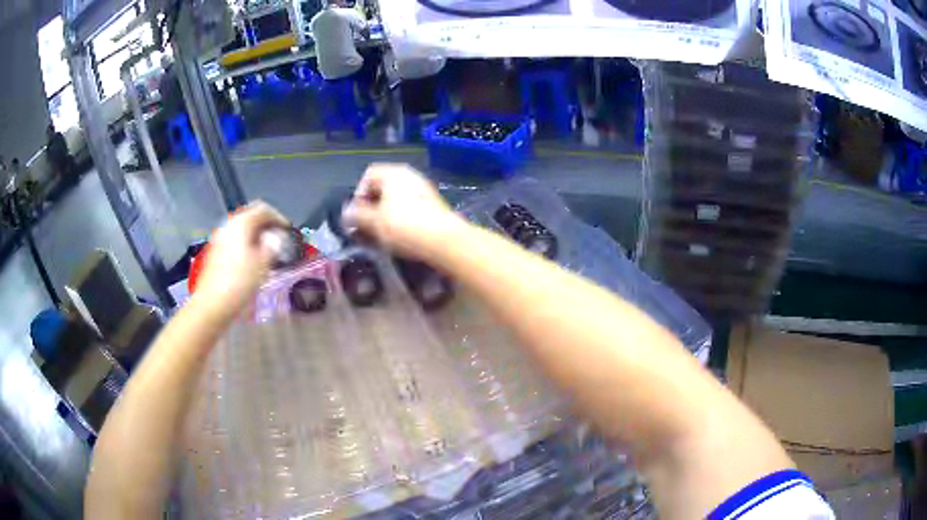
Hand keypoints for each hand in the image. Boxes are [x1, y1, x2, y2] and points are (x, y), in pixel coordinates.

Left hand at [192, 202, 288, 318]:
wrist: (212, 304)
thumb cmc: (239, 282)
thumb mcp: (263, 263)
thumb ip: (272, 245)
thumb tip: (276, 237)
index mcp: (241, 223)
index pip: (263, 209)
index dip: (278, 217)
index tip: (288, 231)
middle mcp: (228, 226)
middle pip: (251, 217)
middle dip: (267, 226)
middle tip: (280, 240)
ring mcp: (220, 239)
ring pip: (242, 230)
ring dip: (257, 236)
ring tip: (269, 252)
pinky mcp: (216, 252)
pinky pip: (235, 241)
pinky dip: (247, 245)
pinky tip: (254, 261)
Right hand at [342, 164, 463, 258]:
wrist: (444, 240)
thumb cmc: (404, 226)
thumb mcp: (374, 222)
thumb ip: (357, 215)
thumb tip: (346, 212)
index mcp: (393, 173)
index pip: (368, 175)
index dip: (359, 194)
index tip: (358, 215)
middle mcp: (410, 175)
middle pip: (383, 186)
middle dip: (372, 206)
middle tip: (368, 226)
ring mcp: (424, 189)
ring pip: (397, 198)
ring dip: (387, 214)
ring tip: (383, 234)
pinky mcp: (434, 205)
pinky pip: (411, 207)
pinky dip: (402, 218)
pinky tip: (402, 235)